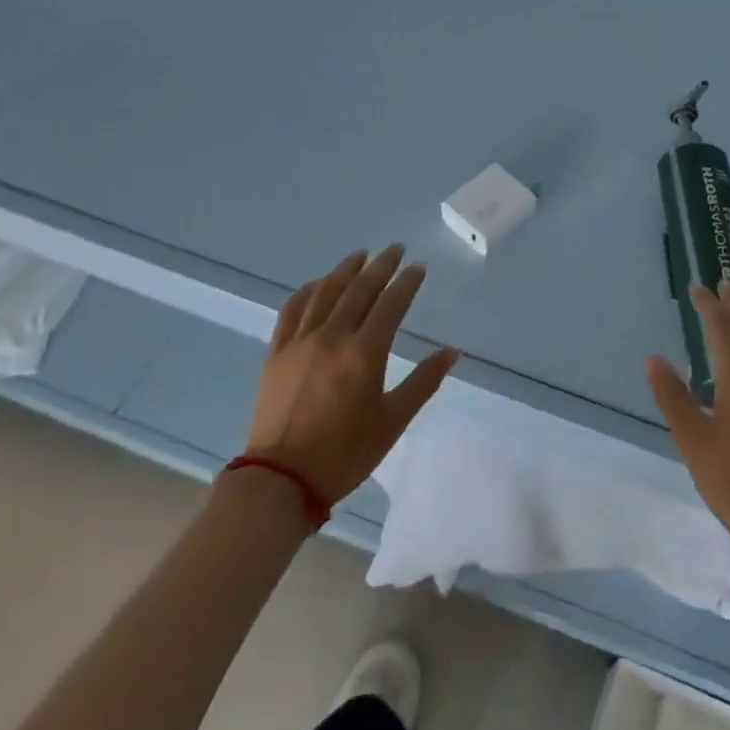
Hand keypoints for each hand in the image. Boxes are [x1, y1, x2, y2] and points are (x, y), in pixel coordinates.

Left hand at [243, 245, 458, 505]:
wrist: (281, 481)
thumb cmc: (345, 454)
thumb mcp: (393, 421)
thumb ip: (423, 382)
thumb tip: (452, 352)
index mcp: (364, 353)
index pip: (391, 304)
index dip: (407, 282)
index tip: (418, 267)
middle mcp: (332, 337)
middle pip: (359, 289)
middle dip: (380, 265)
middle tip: (395, 248)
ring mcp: (300, 342)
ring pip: (325, 292)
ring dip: (346, 269)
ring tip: (360, 255)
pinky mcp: (277, 353)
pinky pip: (292, 310)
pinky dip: (308, 291)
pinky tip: (318, 284)